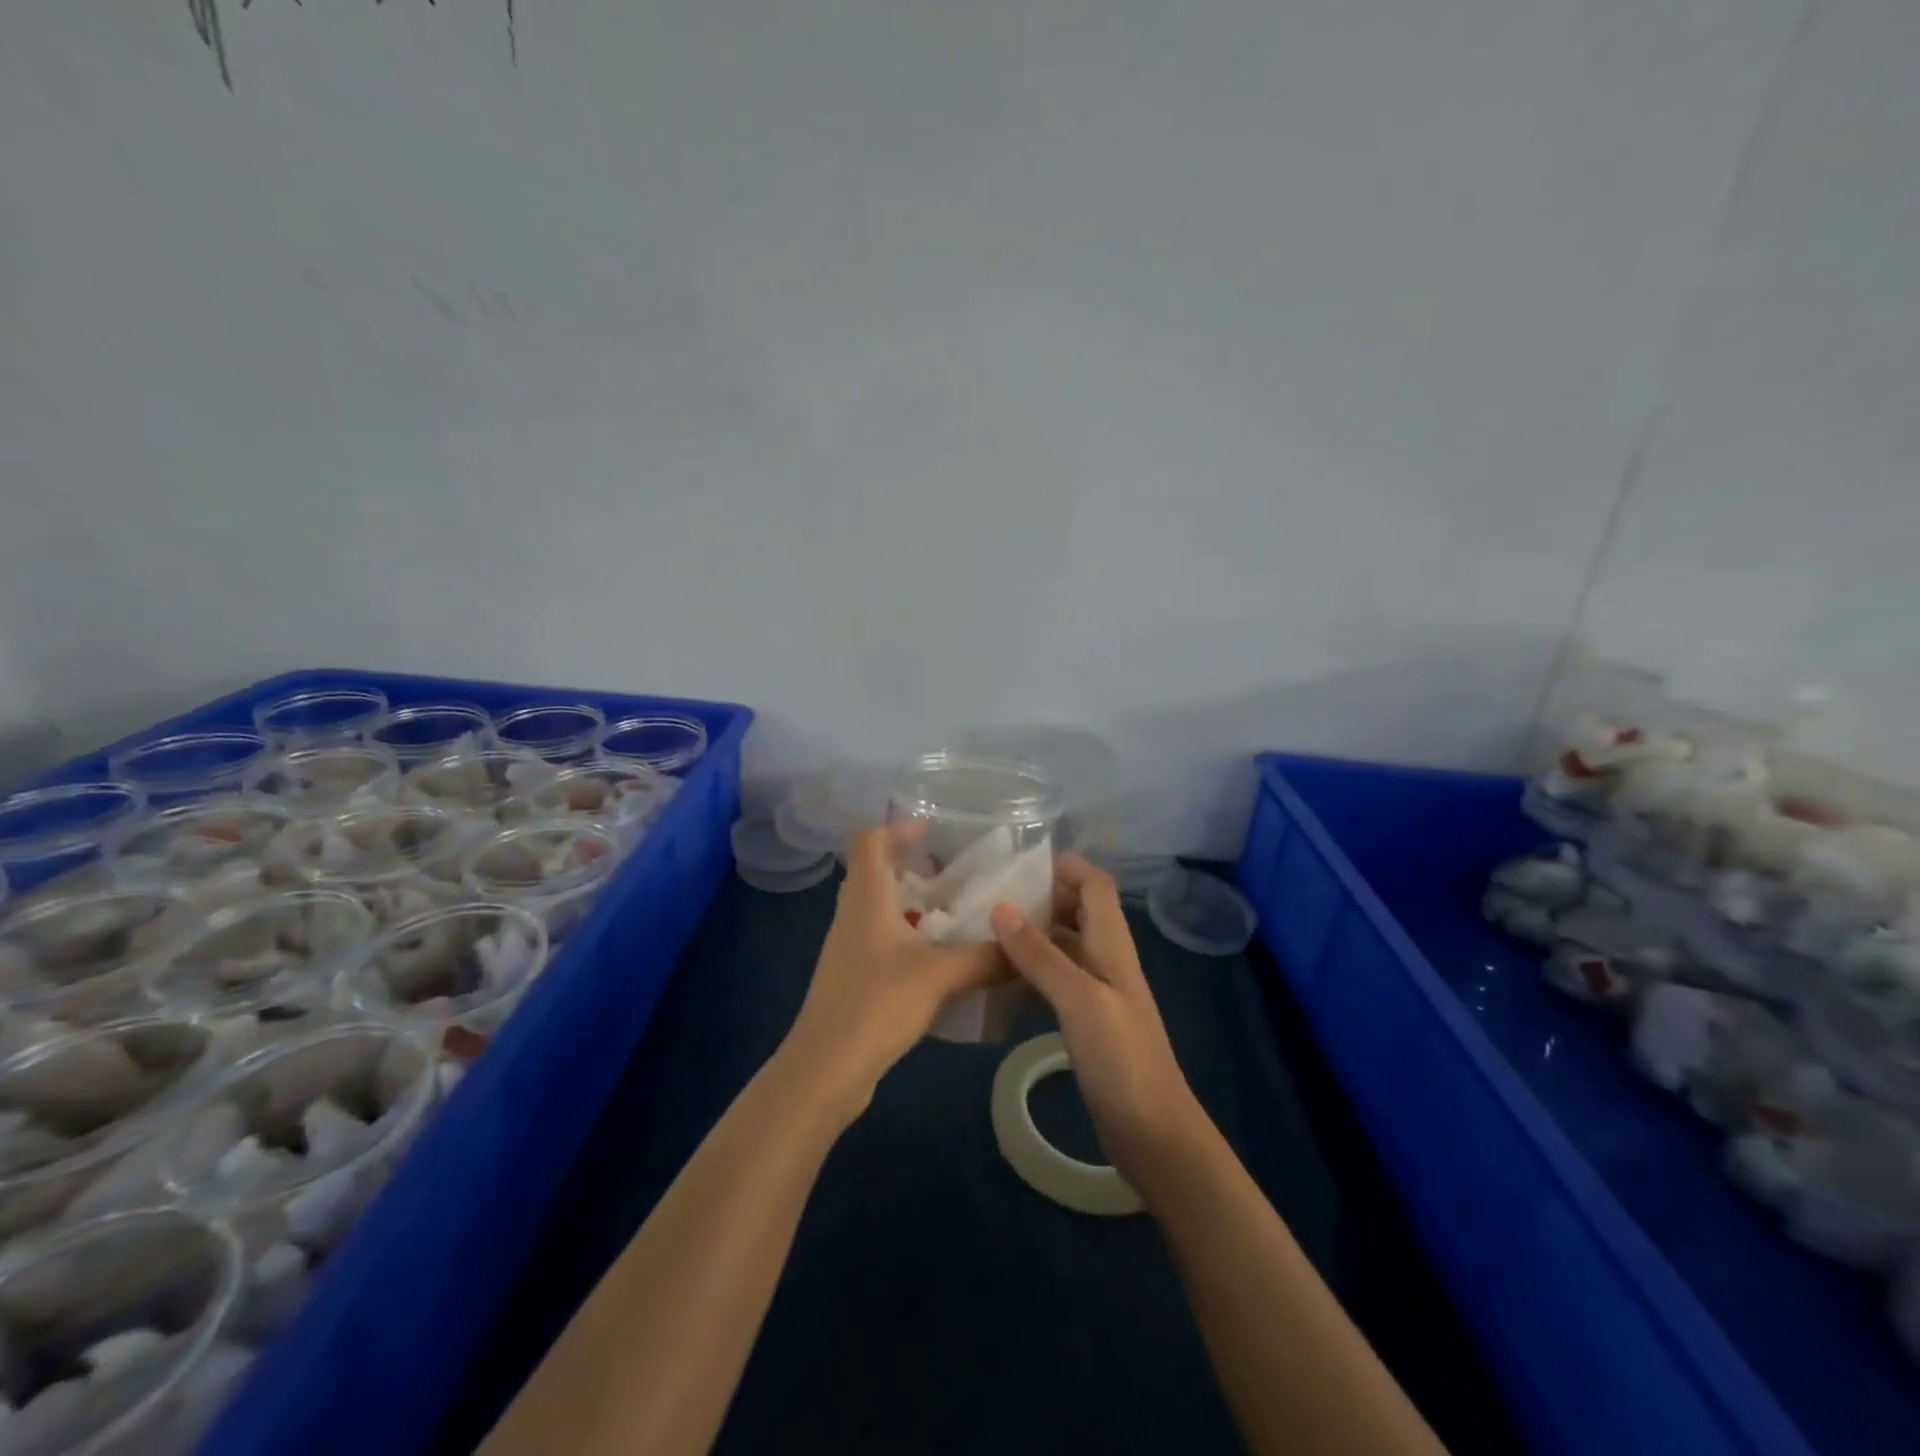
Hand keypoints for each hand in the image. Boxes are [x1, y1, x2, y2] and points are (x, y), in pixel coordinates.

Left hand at [780, 827, 1006, 1121]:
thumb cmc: (877, 1003)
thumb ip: (986, 958)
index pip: (869, 839)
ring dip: (913, 905)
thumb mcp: (940, 976)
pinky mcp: (853, 976)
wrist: (826, 1068)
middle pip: (876, 871)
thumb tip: (1025, 947)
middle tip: (955, 875)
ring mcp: (849, 946)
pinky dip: (909, 937)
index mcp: (866, 896)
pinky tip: (941, 959)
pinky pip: (883, 940)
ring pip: (881, 908)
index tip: (934, 831)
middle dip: (914, 867)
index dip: (897, 827)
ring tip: (956, 914)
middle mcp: (853, 913)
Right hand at [989, 856, 1205, 1194]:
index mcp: (1112, 944)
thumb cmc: (1121, 1059)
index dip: (1063, 867)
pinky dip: (1031, 970)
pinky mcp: (1087, 1020)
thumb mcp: (1079, 1000)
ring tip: (984, 931)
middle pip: (1077, 908)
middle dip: (1040, 896)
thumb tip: (1000, 906)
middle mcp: (1106, 958)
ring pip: (1063, 944)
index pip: (1094, 883)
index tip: (1014, 866)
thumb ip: (1040, 954)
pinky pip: (1056, 979)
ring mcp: (1097, 990)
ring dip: (1032, 933)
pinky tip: (999, 978)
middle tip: (988, 897)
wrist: (1153, 1133)